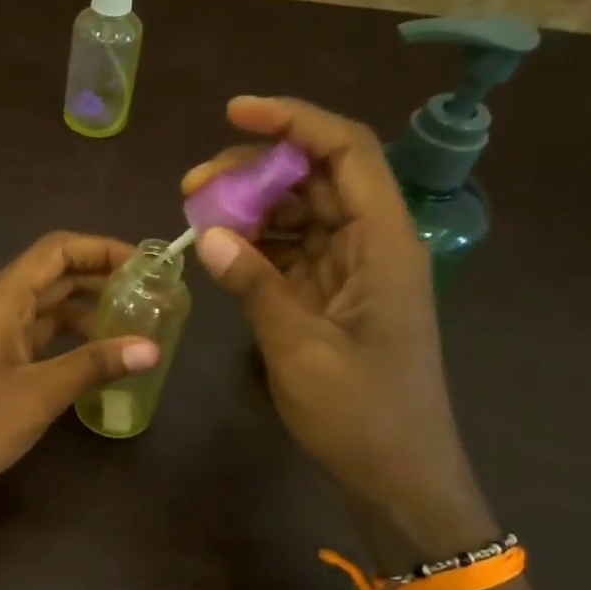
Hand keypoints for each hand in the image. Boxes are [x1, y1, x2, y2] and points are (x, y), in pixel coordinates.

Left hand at [0, 232, 159, 512]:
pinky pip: (38, 342)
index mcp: (2, 298)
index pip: (57, 251)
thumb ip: (94, 365)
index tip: (146, 266)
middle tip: (150, 297)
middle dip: (101, 281)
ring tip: (134, 327)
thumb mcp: (39, 392)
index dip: (101, 250)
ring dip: (87, 314)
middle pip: (54, 277)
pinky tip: (99, 361)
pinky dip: (69, 344)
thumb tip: (152, 348)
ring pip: (48, 312)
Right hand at [184, 97, 489, 544]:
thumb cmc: (361, 414)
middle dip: (256, 170)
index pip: (346, 152)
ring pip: (301, 215)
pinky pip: (292, 255)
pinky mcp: (333, 300)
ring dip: (251, 209)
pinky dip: (257, 248)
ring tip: (196, 215)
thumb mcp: (300, 348)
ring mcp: (352, 273)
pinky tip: (220, 252)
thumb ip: (255, 285)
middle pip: (317, 179)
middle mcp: (372, 245)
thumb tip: (208, 234)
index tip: (235, 113)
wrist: (397, 476)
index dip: (294, 122)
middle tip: (193, 185)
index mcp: (384, 243)